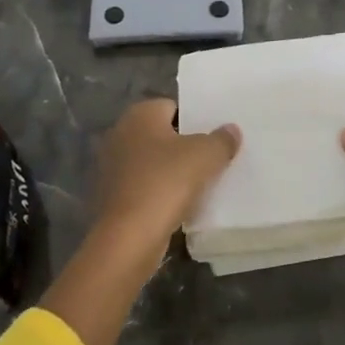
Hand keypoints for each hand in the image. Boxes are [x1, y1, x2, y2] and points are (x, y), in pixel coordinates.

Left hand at [93, 98, 240, 244]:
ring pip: (154, 162)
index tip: (216, 136)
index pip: (173, 106)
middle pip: (163, 134)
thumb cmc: (166, 183)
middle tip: (214, 157)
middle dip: (186, 145)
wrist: (129, 238)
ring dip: (174, 171)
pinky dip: (161, 192)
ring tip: (204, 182)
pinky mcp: (113, 196)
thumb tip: (231, 130)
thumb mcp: (205, 155)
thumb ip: (221, 139)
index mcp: (140, 115)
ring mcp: (113, 167)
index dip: (196, 119)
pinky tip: (182, 204)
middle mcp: (121, 134)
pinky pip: (146, 186)